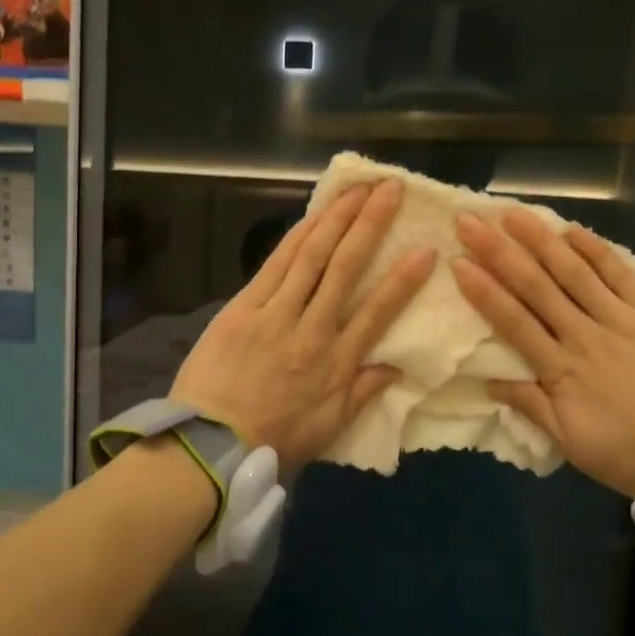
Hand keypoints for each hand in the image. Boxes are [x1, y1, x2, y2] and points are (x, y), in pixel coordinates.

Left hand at [173, 180, 433, 472]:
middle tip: (391, 189)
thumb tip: (398, 365)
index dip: (404, 279)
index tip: (426, 249)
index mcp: (336, 363)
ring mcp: (275, 314)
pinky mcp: (243, 307)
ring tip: (357, 188)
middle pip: (345, 267)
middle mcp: (311, 329)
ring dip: (336, 217)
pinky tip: (315, 214)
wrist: (208, 446)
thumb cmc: (272, 440)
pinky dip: (297, 235)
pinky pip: (275, 263)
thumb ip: (363, 392)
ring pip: (311, 255)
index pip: (378, 312)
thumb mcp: (329, 428)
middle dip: (370, 224)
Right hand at [451, 211, 634, 496]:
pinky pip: (621, 274)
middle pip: (536, 287)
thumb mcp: (574, 444)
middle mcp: (586, 336)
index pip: (514, 322)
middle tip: (471, 222)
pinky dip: (596, 250)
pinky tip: (572, 230)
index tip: (458, 262)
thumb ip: (532, 407)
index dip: (484, 291)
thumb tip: (488, 381)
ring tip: (512, 214)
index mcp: (562, 371)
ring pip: (574, 272)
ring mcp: (623, 319)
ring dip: (541, 241)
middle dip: (499, 253)